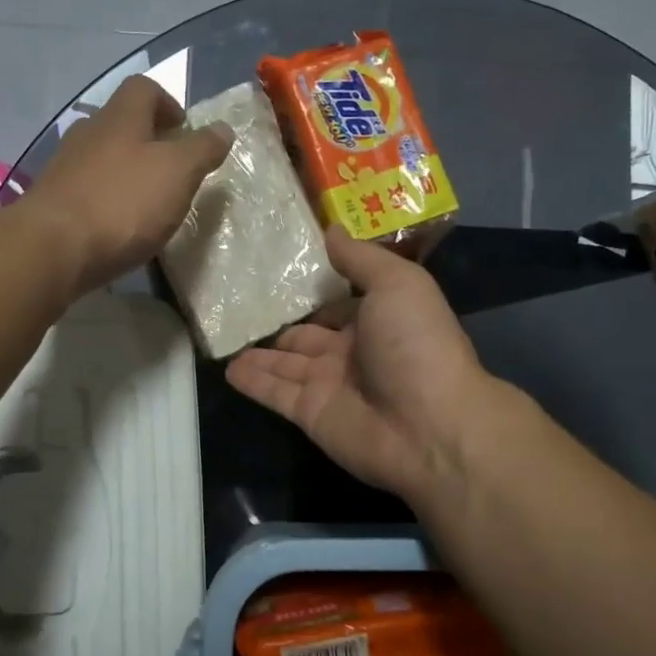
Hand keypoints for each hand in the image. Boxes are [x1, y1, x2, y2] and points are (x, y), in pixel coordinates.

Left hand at [24, 75, 231, 294]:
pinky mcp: (52, 201)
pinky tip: (117, 226)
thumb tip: (223, 128)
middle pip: (120, 122)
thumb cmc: (123, 202)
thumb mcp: (178, 173)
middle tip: (171, 169)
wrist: (52, 249)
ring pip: (101, 157)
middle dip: (148, 140)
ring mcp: (64, 167)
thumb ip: (202, 149)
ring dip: (125, 171)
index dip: (168, 102)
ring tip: (147, 202)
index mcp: (120, 117)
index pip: (143, 88)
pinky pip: (86, 189)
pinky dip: (106, 199)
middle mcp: (88, 132)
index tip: (184, 130)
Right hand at [226, 229, 492, 508]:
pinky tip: (226, 368)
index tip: (281, 274)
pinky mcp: (309, 413)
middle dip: (282, 324)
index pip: (338, 306)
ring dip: (260, 353)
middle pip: (308, 337)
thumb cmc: (417, 344)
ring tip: (228, 335)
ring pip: (285, 364)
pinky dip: (251, 381)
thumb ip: (360, 258)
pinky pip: (273, 392)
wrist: (429, 426)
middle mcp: (352, 354)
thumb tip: (331, 229)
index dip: (315, 294)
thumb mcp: (397, 283)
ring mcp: (329, 386)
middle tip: (242, 304)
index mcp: (378, 321)